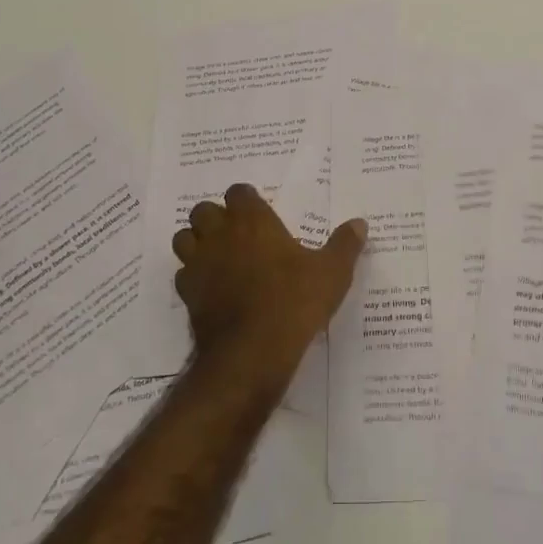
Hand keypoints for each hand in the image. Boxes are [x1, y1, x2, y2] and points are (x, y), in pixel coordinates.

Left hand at [172, 185, 366, 385]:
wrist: (252, 351)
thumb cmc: (294, 301)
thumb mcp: (332, 273)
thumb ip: (345, 245)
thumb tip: (359, 223)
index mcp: (252, 221)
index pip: (239, 192)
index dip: (248, 200)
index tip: (261, 213)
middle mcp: (220, 234)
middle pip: (204, 210)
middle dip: (217, 217)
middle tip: (239, 234)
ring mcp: (199, 263)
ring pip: (184, 238)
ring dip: (197, 242)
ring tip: (219, 257)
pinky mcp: (187, 294)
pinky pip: (183, 275)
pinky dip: (194, 277)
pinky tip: (213, 289)